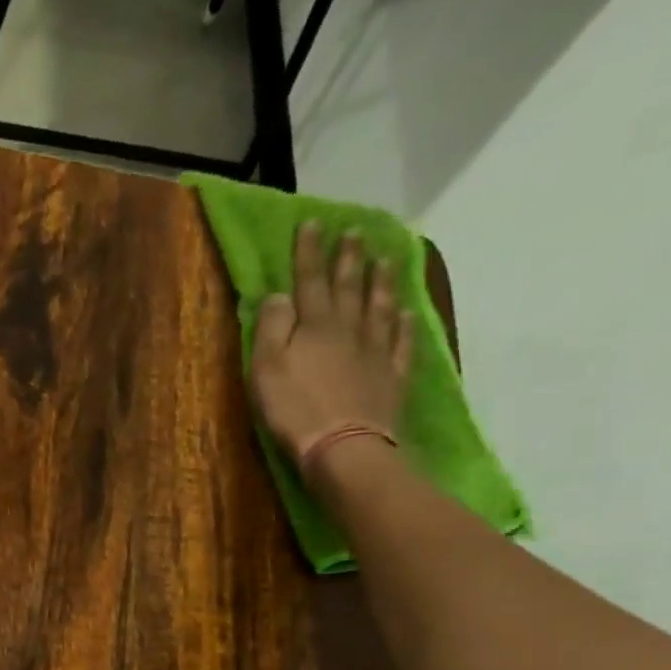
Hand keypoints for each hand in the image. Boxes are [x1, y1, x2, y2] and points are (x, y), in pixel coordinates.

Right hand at [250, 223, 414, 459]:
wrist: (344, 446)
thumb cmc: (294, 409)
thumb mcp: (266, 368)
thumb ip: (271, 328)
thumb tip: (279, 294)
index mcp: (315, 325)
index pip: (309, 281)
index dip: (309, 252)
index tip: (313, 223)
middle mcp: (348, 329)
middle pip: (349, 287)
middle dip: (349, 258)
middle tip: (355, 232)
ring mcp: (374, 353)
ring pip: (378, 308)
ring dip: (380, 282)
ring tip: (385, 259)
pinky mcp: (390, 378)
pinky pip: (399, 343)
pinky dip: (402, 324)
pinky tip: (404, 312)